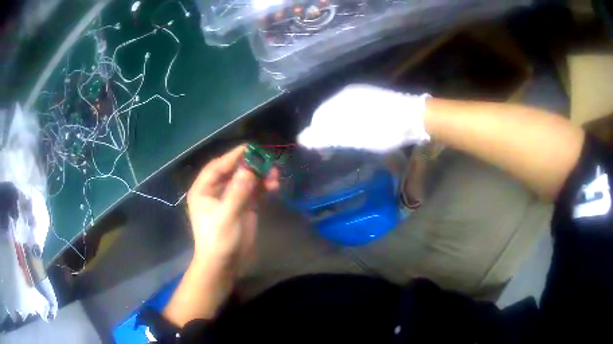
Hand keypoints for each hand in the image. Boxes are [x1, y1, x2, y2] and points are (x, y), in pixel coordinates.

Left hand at [187, 145, 278, 271]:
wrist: (225, 265)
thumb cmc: (219, 240)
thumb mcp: (227, 216)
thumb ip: (238, 192)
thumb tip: (249, 169)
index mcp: (204, 190)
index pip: (217, 167)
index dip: (233, 156)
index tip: (250, 148)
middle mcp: (216, 191)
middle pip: (234, 171)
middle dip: (250, 166)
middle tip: (267, 161)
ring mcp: (231, 199)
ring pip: (246, 180)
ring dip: (260, 176)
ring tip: (275, 175)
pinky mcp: (244, 207)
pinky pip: (254, 192)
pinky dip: (264, 187)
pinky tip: (274, 185)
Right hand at [297, 84, 430, 152]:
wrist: (414, 118)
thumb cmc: (381, 129)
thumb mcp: (352, 136)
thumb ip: (326, 136)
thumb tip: (302, 139)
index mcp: (340, 100)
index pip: (318, 117)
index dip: (318, 136)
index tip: (324, 152)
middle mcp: (348, 93)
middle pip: (330, 114)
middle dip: (329, 132)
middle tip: (336, 150)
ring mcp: (363, 94)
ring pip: (343, 113)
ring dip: (341, 129)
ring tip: (349, 143)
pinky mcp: (374, 98)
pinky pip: (355, 111)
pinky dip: (353, 124)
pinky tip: (362, 132)